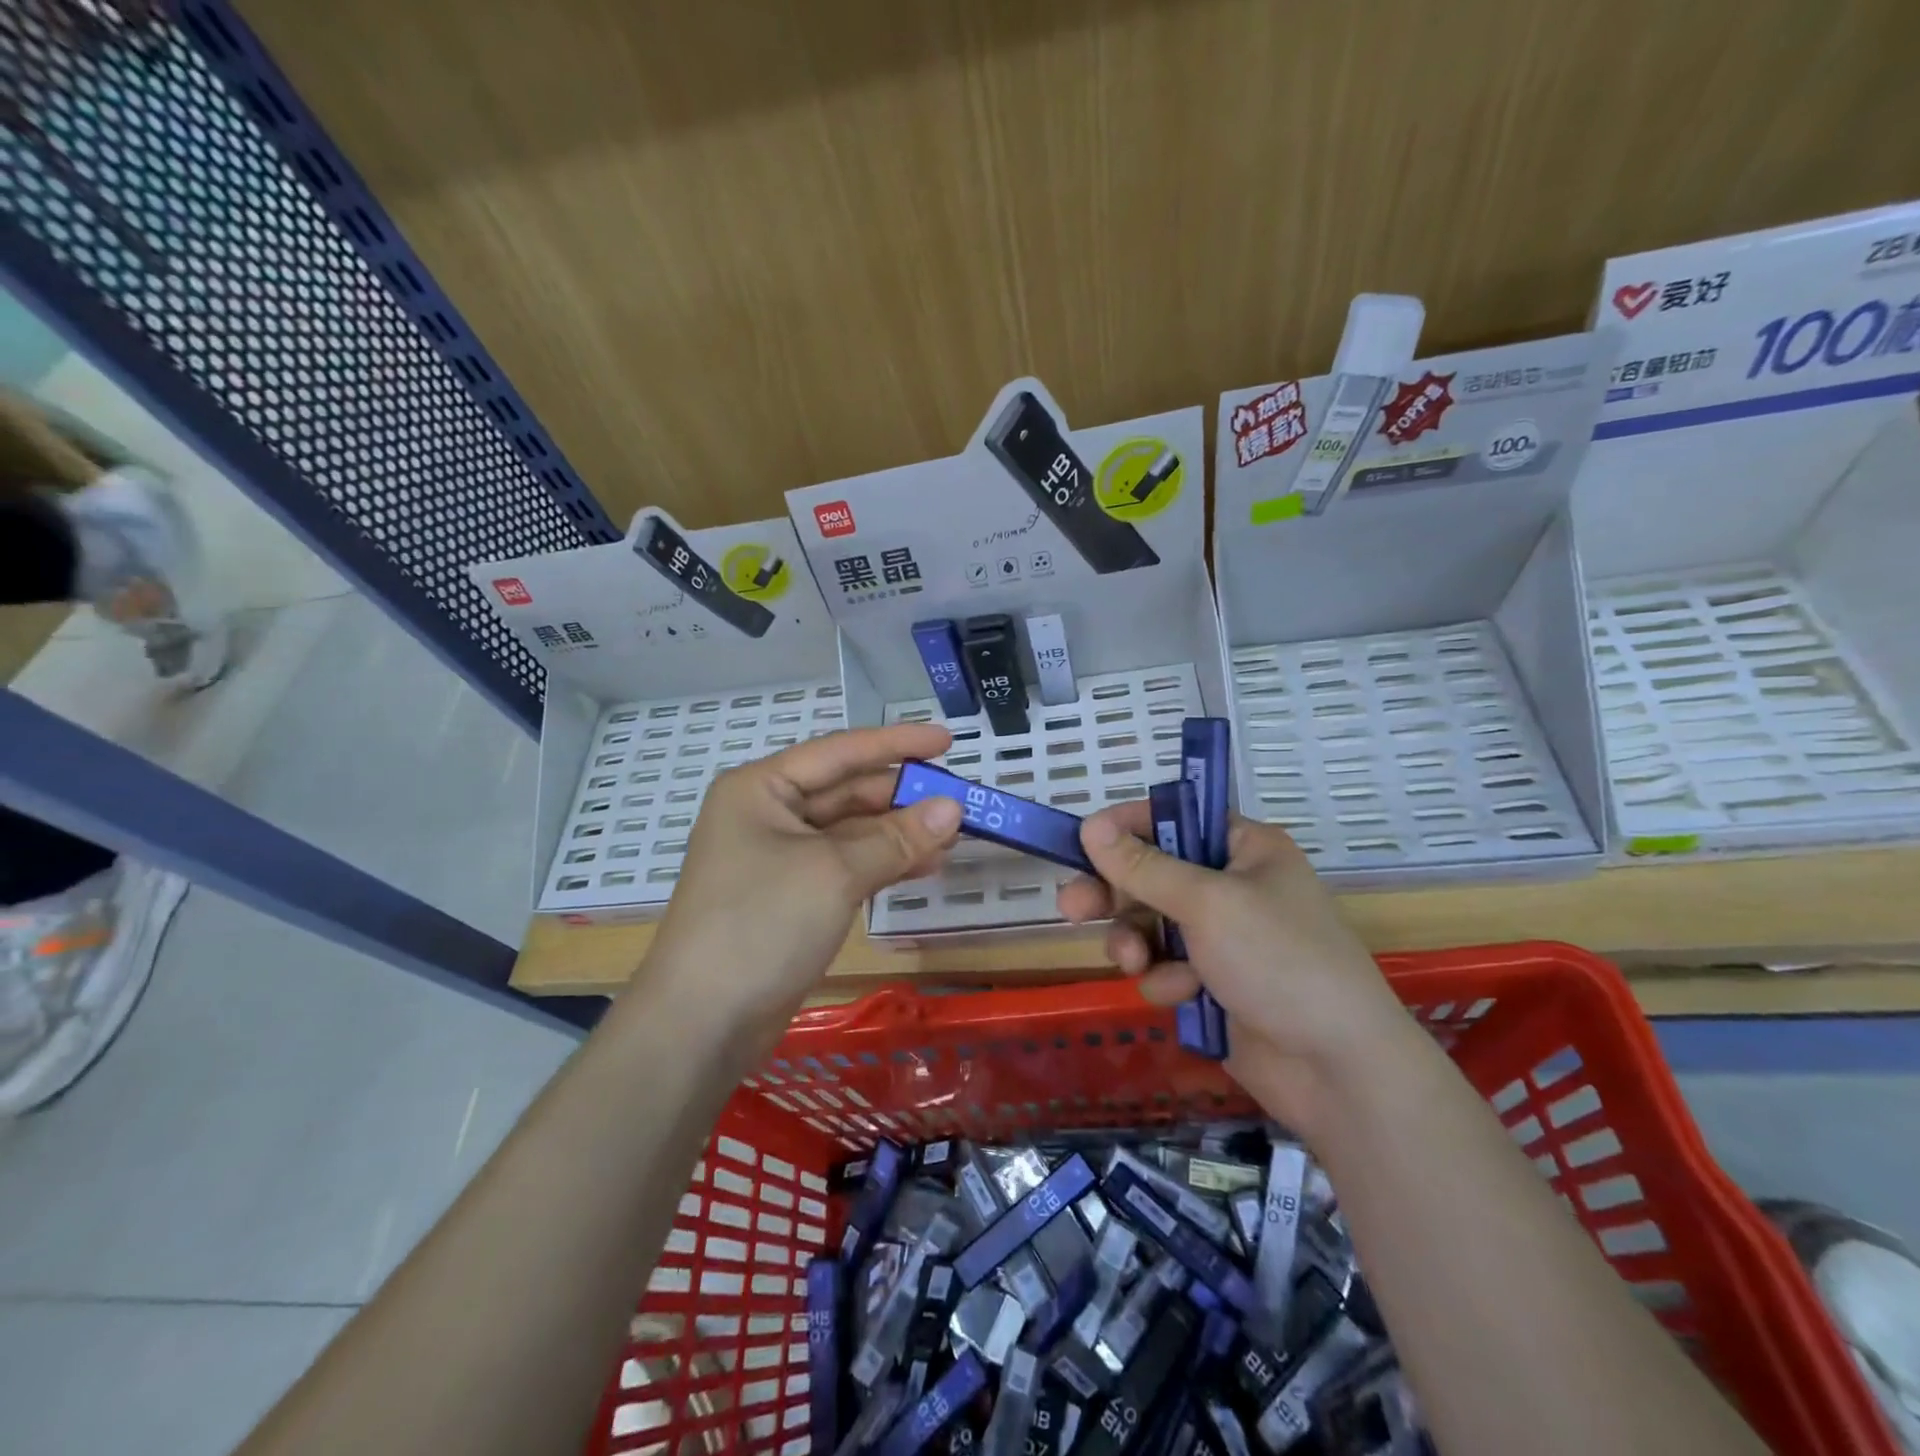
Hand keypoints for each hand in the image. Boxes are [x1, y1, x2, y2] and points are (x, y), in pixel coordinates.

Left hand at [641, 725, 961, 1041]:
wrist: (701, 1023)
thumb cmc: (761, 924)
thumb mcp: (834, 873)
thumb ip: (897, 838)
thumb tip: (954, 808)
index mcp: (762, 788)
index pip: (841, 753)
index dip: (897, 744)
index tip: (948, 740)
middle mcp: (769, 814)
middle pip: (847, 792)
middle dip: (903, 798)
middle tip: (960, 802)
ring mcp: (780, 859)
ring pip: (851, 832)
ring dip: (900, 834)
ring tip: (954, 838)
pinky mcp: (793, 897)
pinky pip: (847, 866)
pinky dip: (884, 865)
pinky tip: (925, 867)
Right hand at [1056, 803, 1416, 1131]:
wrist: (1337, 1068)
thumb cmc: (1279, 961)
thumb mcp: (1207, 903)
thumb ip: (1144, 867)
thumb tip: (1090, 826)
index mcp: (1244, 849)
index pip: (1173, 819)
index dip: (1126, 828)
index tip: (1083, 842)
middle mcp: (1232, 885)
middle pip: (1152, 874)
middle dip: (1114, 894)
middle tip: (1071, 907)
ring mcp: (1223, 937)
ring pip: (1150, 924)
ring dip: (1136, 943)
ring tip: (1132, 964)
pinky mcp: (1212, 982)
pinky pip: (1165, 966)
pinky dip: (1165, 979)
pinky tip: (1182, 996)